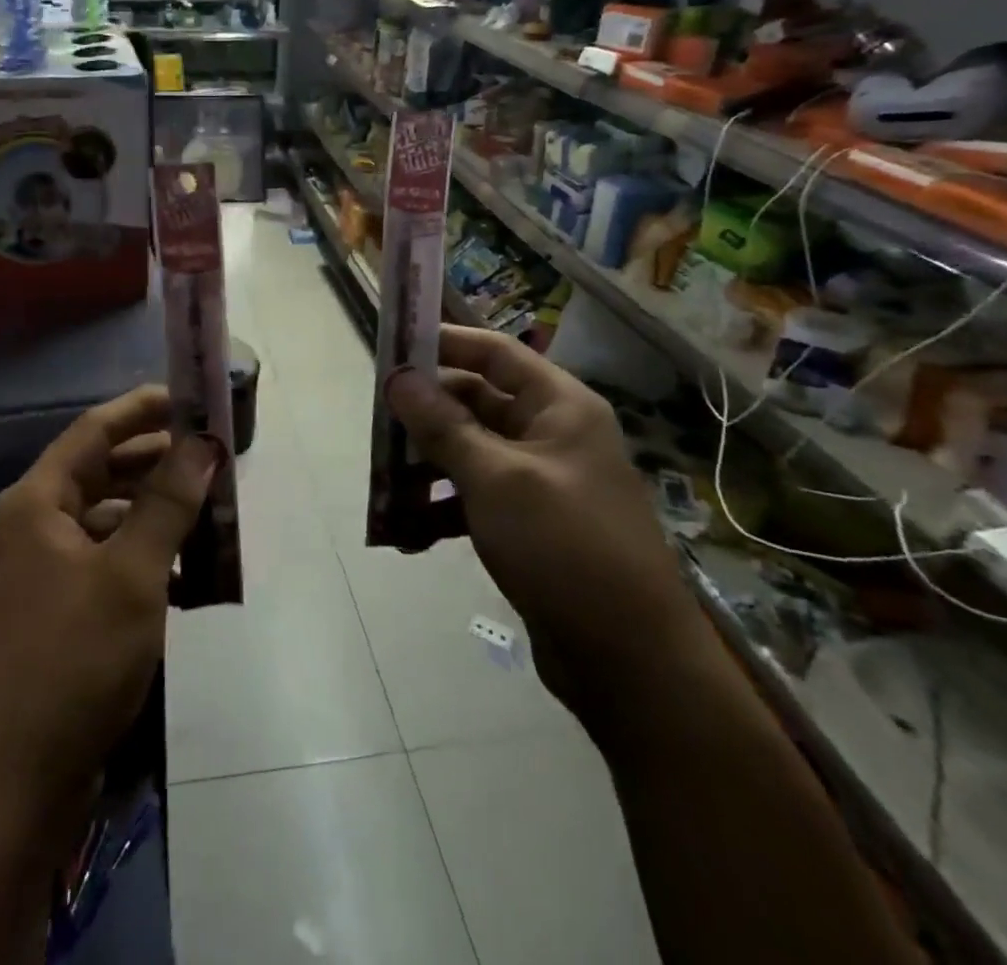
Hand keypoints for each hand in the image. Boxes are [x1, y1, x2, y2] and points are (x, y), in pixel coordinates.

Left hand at [0, 385, 220, 819]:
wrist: (22, 782)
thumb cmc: (76, 659)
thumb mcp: (132, 573)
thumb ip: (168, 502)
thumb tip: (203, 443)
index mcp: (37, 502)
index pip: (95, 431)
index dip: (143, 408)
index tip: (191, 397)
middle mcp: (34, 525)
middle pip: (103, 471)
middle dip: (158, 462)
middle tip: (213, 455)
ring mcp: (43, 568)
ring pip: (109, 517)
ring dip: (158, 512)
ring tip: (211, 510)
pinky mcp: (58, 607)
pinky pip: (108, 558)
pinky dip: (146, 556)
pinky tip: (189, 574)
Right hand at [387, 327, 710, 731]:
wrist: (631, 663)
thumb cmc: (565, 547)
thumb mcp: (496, 479)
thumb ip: (443, 425)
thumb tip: (398, 376)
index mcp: (559, 407)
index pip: (494, 353)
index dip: (444, 343)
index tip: (391, 348)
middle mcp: (550, 435)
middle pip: (474, 404)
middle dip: (424, 418)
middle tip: (375, 429)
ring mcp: (540, 482)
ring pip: (468, 454)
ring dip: (426, 470)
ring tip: (385, 490)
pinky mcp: (529, 526)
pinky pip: (475, 499)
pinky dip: (442, 511)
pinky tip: (408, 536)